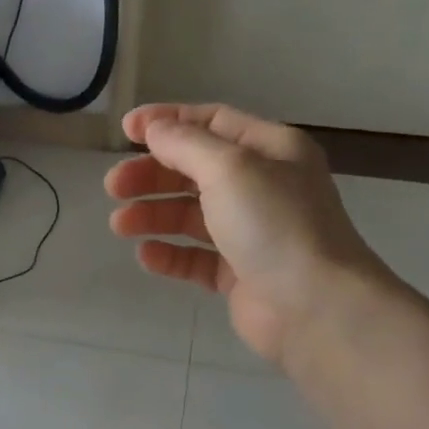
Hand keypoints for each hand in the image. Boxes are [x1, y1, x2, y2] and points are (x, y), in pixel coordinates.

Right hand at [105, 103, 396, 374]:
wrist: (314, 306)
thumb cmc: (274, 224)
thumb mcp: (229, 168)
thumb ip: (185, 144)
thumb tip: (154, 129)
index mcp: (270, 150)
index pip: (212, 123)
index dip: (167, 122)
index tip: (124, 132)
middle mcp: (262, 186)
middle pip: (195, 170)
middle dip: (151, 175)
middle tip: (114, 187)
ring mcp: (251, 233)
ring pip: (191, 215)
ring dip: (153, 214)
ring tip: (120, 225)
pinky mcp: (240, 274)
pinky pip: (196, 257)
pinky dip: (170, 254)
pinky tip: (146, 255)